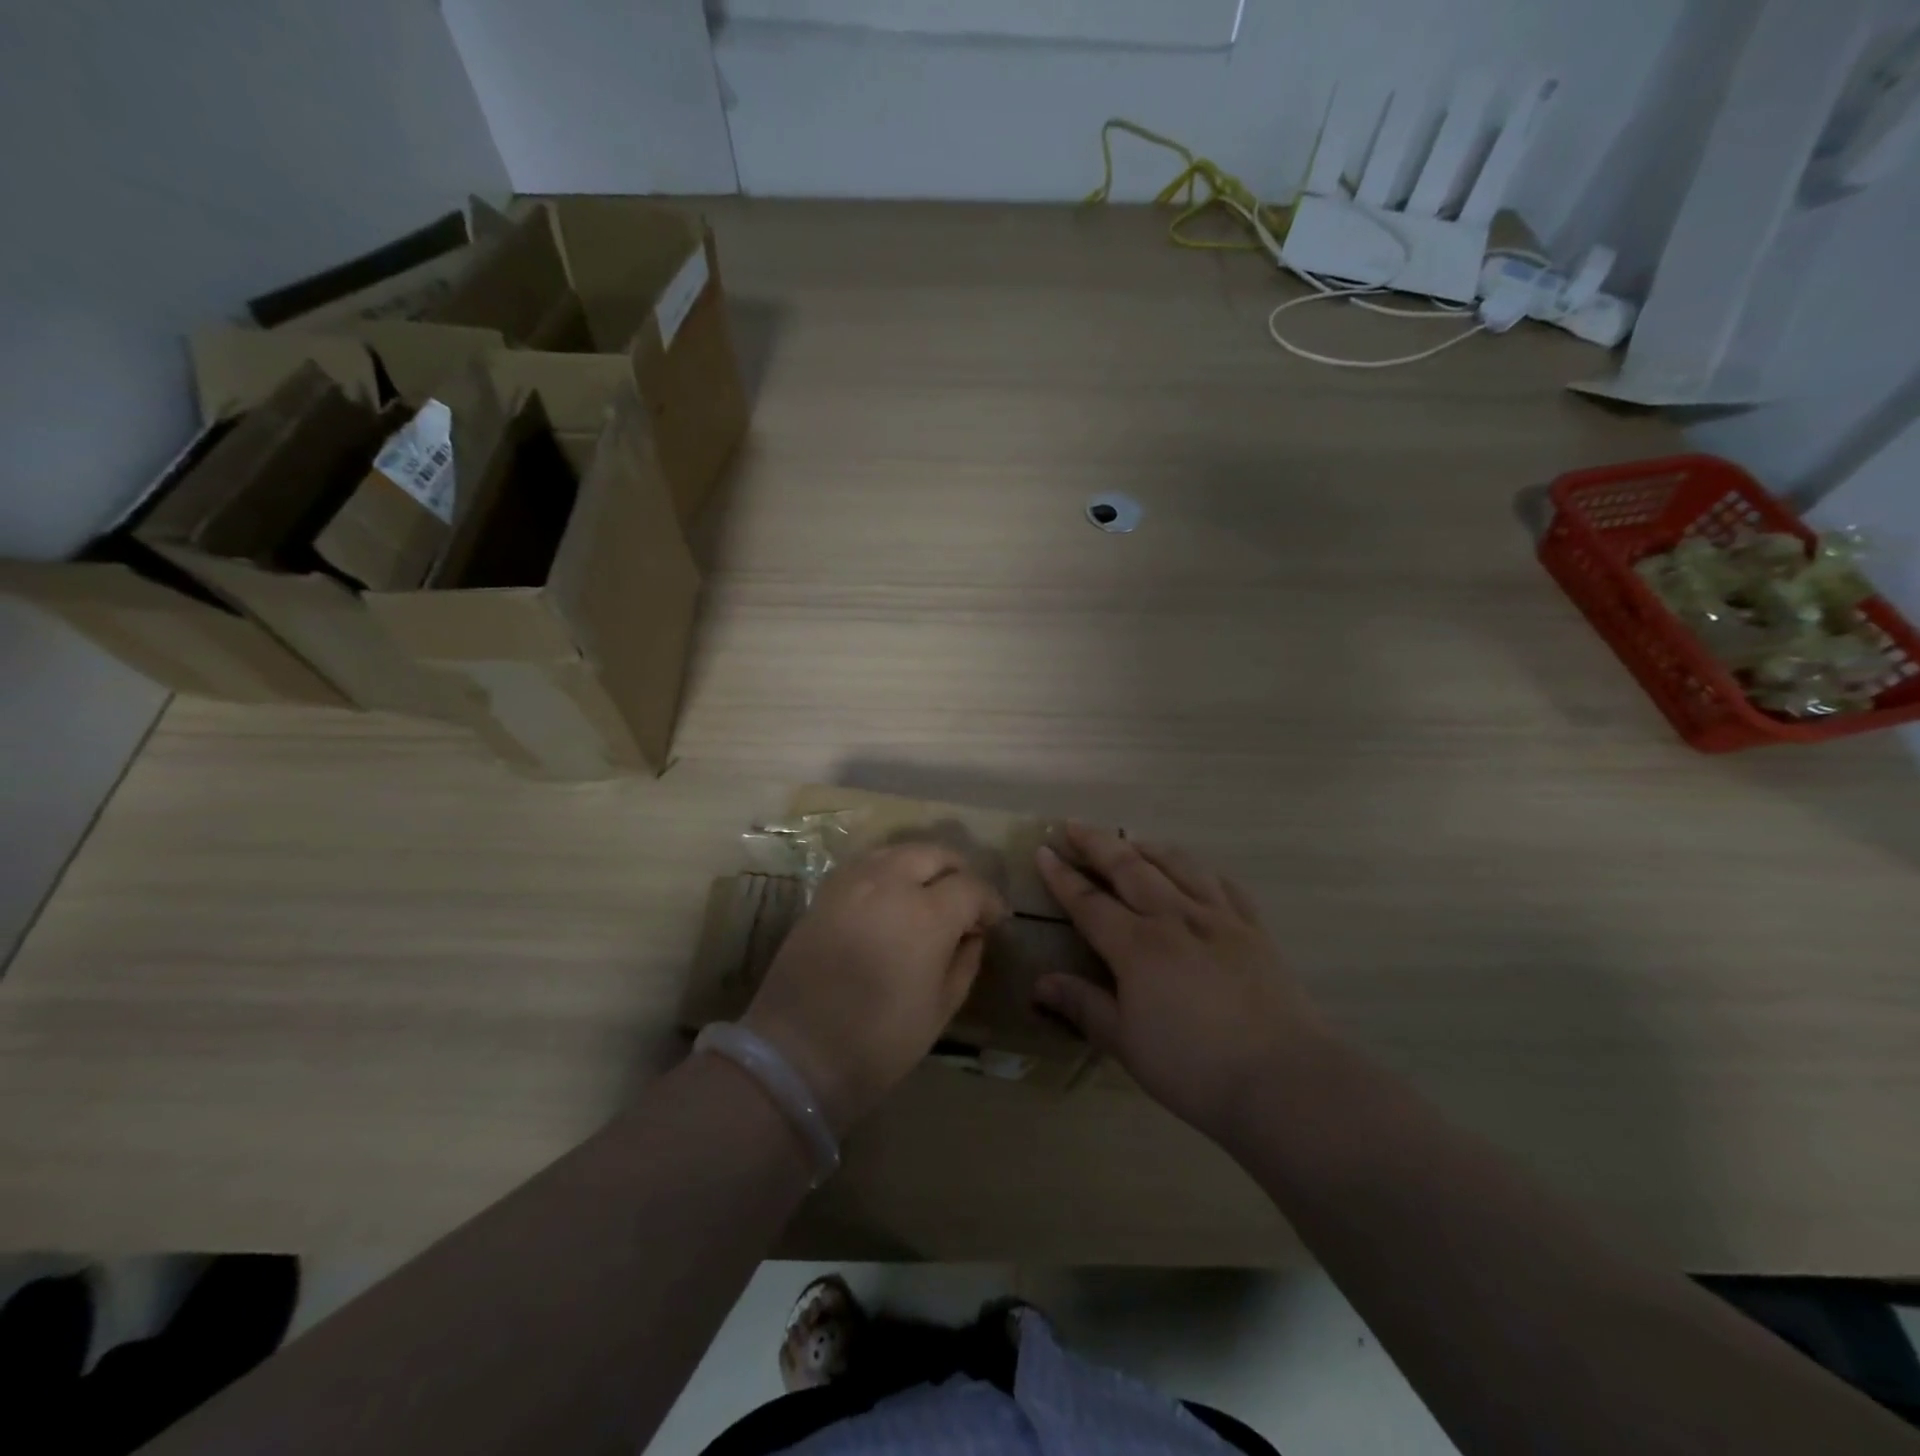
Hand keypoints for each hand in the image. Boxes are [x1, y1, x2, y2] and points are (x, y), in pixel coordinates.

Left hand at [744, 842, 1006, 1132]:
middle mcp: (890, 883)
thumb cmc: (879, 1042)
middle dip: (957, 872)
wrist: (795, 1053)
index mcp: (927, 914)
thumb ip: (964, 962)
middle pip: (934, 854)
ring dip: (922, 865)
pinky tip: (891, 897)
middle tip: (964, 902)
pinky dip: (888, 870)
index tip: (995, 920)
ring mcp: (852, 882)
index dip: (989, 901)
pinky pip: (866, 864)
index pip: (970, 886)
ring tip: (928, 895)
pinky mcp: (825, 892)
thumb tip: (972, 934)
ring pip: (898, 851)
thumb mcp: (940, 1009)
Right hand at [1033, 825, 1326, 1143]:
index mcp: (1138, 945)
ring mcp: (1219, 919)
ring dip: (1148, 848)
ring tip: (1131, 841)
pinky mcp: (1254, 929)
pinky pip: (1224, 885)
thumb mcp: (1126, 1043)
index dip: (1063, 876)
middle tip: (1074, 825)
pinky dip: (1201, 870)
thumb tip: (1040, 983)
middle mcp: (1175, 918)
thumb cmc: (1194, 1067)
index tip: (1043, 851)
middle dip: (1098, 844)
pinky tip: (1196, 871)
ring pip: (1178, 865)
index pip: (1090, 902)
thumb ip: (1083, 1005)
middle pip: (1130, 868)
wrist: (1284, 1079)